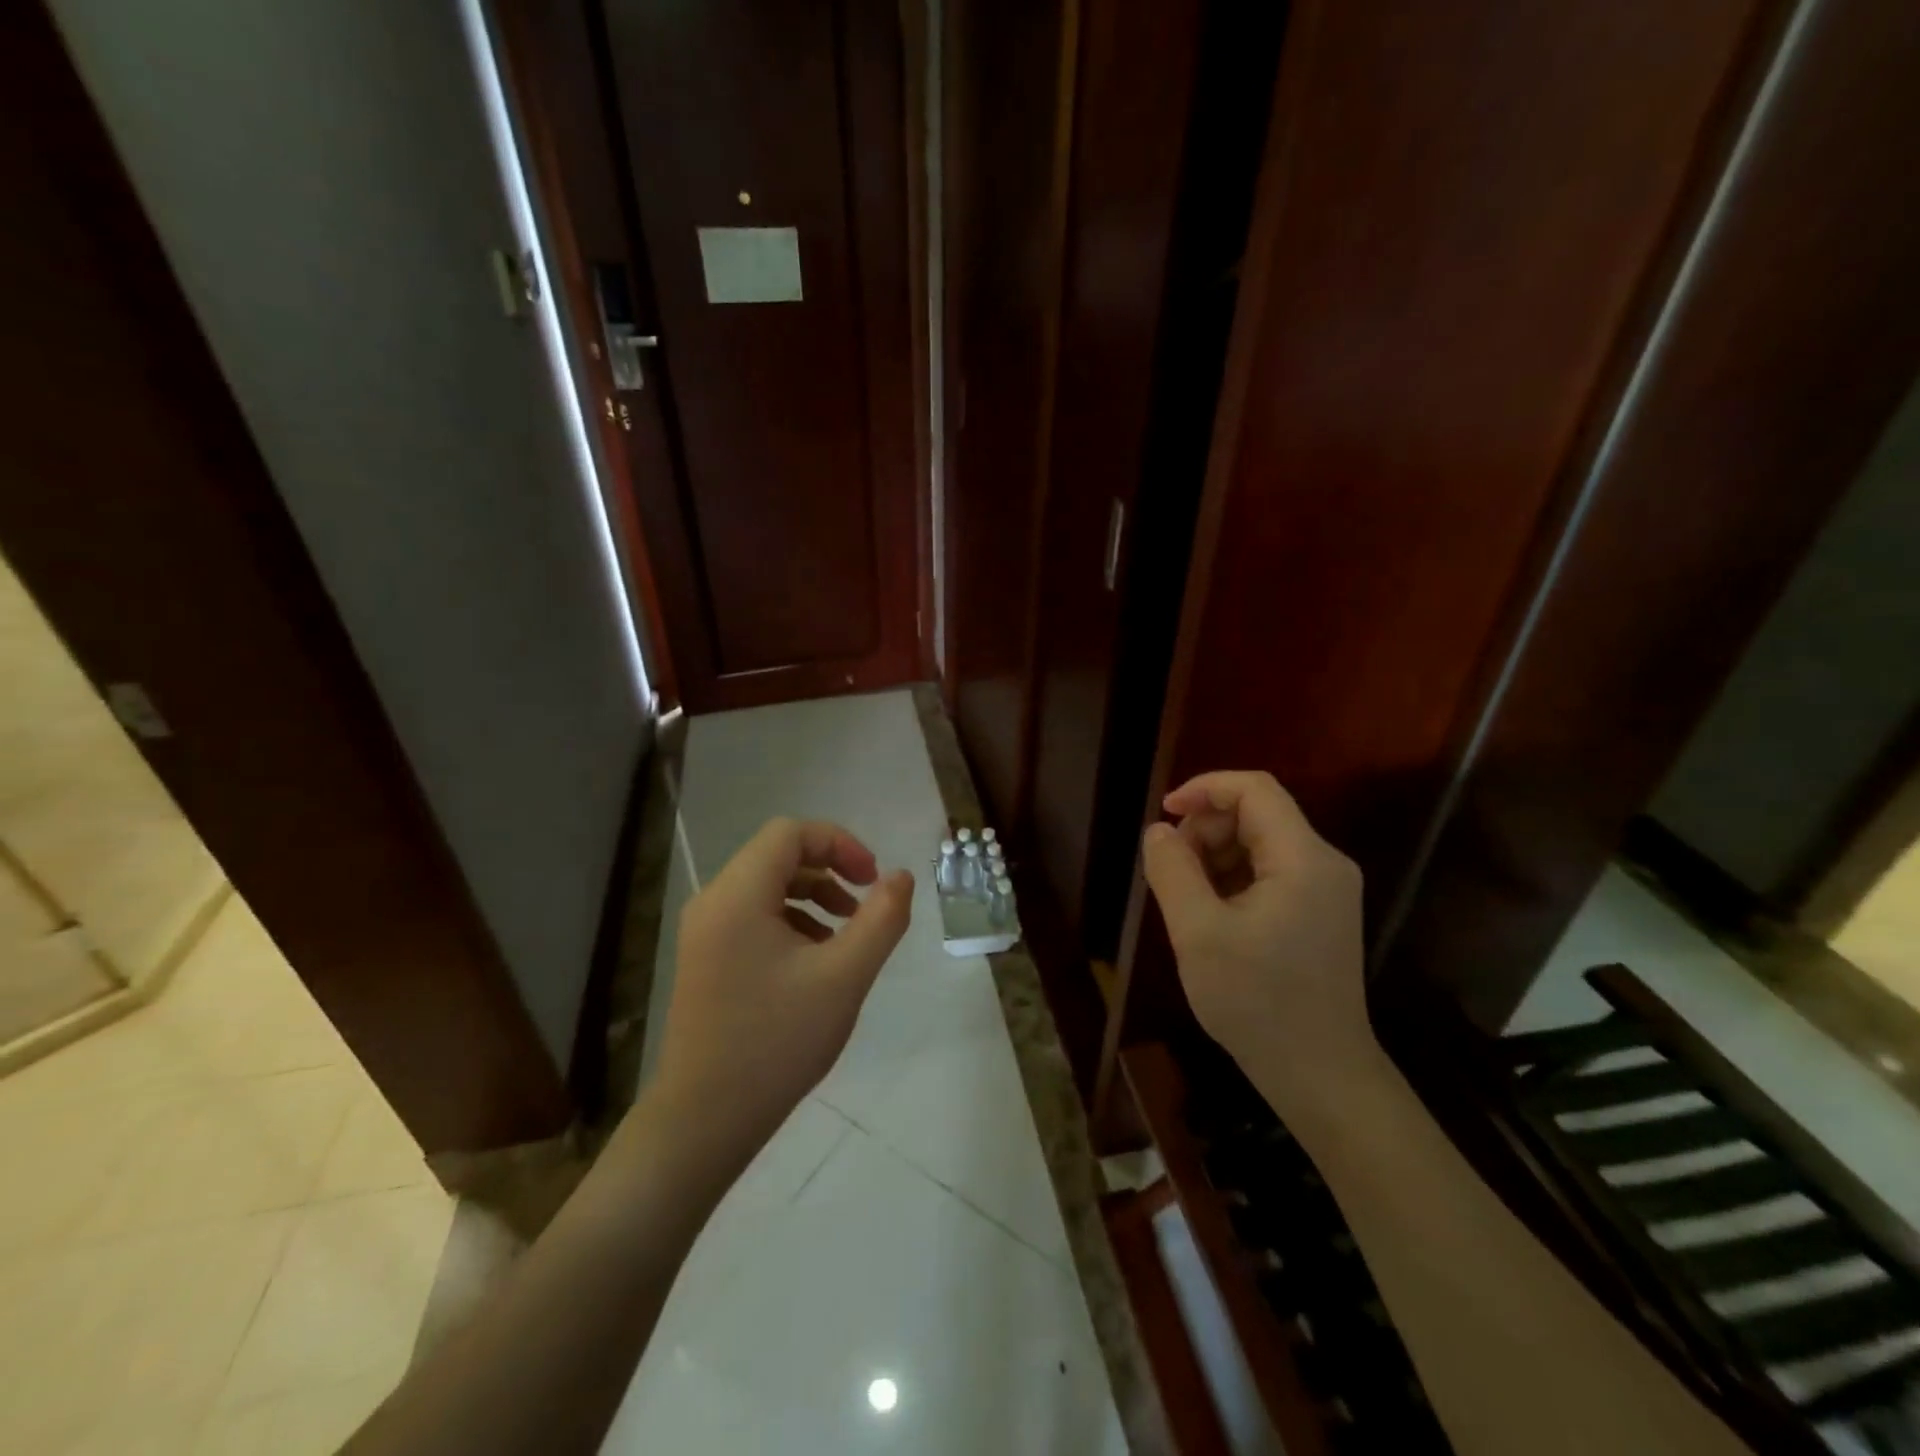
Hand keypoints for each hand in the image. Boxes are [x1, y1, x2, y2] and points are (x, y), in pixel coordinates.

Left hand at [655, 818, 912, 1155]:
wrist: (704, 1120)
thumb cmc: (776, 1043)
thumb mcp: (844, 978)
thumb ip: (881, 919)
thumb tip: (900, 876)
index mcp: (738, 895)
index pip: (790, 833)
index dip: (839, 843)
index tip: (873, 880)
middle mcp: (713, 902)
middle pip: (777, 855)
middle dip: (829, 869)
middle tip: (865, 905)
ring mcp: (704, 931)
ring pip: (766, 886)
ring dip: (813, 895)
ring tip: (846, 934)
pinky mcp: (705, 958)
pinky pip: (753, 915)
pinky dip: (791, 920)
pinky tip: (815, 961)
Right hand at [1140, 771, 1376, 1122]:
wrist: (1319, 1074)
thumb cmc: (1257, 1002)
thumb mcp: (1198, 933)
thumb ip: (1172, 871)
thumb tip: (1158, 831)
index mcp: (1303, 859)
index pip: (1255, 790)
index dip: (1204, 788)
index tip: (1164, 813)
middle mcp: (1323, 864)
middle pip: (1257, 814)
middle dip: (1206, 829)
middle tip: (1170, 870)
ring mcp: (1325, 890)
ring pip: (1260, 843)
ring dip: (1215, 855)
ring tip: (1185, 897)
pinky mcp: (1318, 913)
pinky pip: (1268, 872)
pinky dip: (1232, 878)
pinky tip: (1209, 914)